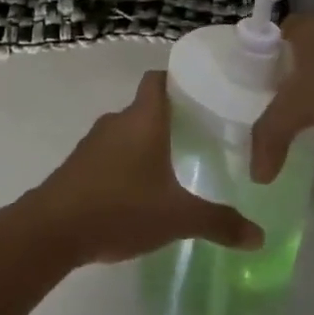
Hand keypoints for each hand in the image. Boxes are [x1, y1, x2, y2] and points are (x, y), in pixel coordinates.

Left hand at [23, 72, 263, 265]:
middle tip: (202, 135)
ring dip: (149, 141)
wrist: (54, 228)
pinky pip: (112, 151)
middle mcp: (117, 121)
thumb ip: (219, 222)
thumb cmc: (121, 208)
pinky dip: (129, 161)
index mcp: (142, 118)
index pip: (158, 79)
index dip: (179, 80)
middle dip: (172, 117)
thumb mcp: (178, 218)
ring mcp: (94, 141)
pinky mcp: (80, 163)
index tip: (204, 93)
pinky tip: (143, 188)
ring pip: (128, 130)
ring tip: (177, 163)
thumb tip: (259, 235)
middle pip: (146, 106)